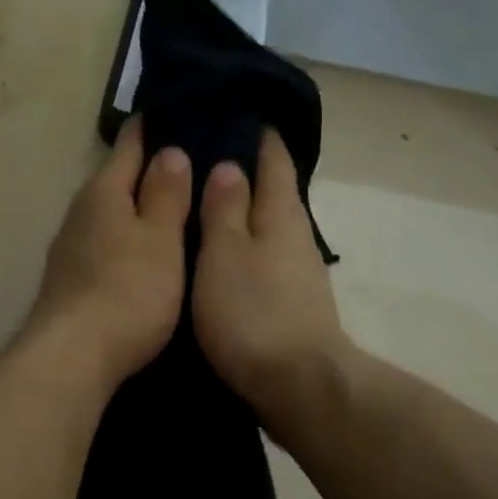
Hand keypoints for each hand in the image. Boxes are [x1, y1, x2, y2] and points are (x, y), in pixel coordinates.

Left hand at [26, 119, 190, 391]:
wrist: (73, 355)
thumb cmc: (127, 291)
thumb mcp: (160, 239)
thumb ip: (165, 194)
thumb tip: (168, 150)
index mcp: (103, 192)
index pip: (130, 145)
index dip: (153, 126)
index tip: (179, 109)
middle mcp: (80, 213)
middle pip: (116, 179)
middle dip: (148, 169)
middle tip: (190, 159)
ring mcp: (70, 248)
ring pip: (109, 214)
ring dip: (135, 207)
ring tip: (172, 205)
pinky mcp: (69, 279)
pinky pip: (103, 243)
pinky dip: (125, 238)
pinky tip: (142, 250)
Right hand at [192, 130, 348, 427]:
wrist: (296, 385)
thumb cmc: (253, 313)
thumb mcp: (226, 254)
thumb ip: (225, 209)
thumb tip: (231, 165)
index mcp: (281, 214)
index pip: (274, 159)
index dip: (258, 135)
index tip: (234, 112)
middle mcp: (295, 237)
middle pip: (272, 192)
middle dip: (243, 172)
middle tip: (201, 156)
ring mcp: (295, 273)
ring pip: (265, 228)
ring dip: (239, 213)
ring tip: (201, 203)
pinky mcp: (288, 304)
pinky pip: (261, 260)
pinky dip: (240, 248)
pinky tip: (218, 256)